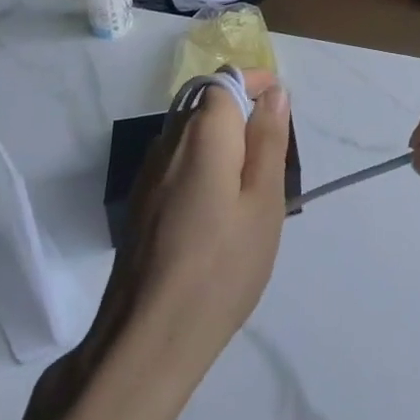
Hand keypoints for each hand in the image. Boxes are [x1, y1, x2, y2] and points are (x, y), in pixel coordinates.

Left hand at [114, 71, 290, 372]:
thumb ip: (268, 140)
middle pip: (204, 103)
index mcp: (203, 133)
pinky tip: (216, 208)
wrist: (147, 339)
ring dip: (220, 139)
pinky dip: (200, 164)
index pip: (225, 80)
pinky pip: (175, 161)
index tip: (279, 106)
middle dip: (239, 111)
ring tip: (248, 183)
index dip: (254, 82)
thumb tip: (274, 92)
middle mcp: (169, 141)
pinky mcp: (140, 204)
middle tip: (271, 152)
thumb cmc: (222, 266)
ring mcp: (148, 174)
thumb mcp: (263, 201)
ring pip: (188, 133)